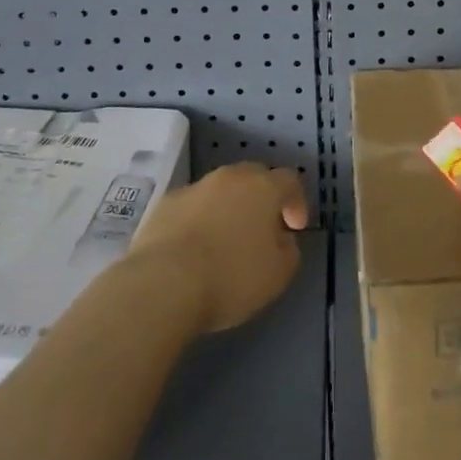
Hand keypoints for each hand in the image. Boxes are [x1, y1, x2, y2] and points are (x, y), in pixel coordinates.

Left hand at [129, 163, 309, 332]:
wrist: (164, 282)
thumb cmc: (231, 276)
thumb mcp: (278, 274)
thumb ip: (288, 250)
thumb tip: (281, 238)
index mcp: (263, 187)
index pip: (290, 180)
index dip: (297, 202)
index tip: (294, 228)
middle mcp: (230, 177)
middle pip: (253, 177)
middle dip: (261, 199)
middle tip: (262, 229)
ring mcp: (195, 187)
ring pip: (220, 190)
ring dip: (228, 208)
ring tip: (225, 241)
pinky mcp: (165, 203)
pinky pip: (192, 206)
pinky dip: (199, 220)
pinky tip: (194, 249)